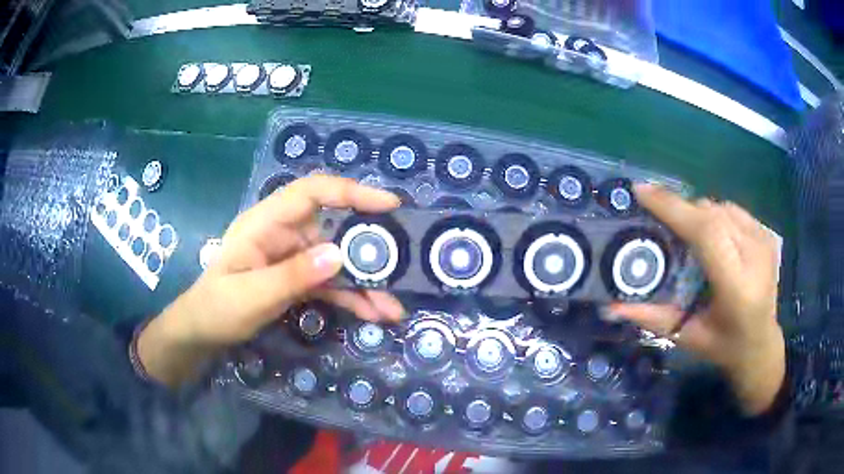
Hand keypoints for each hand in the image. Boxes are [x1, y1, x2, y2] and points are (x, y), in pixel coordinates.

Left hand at [137, 175, 404, 386]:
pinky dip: (351, 296)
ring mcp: (293, 256)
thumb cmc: (218, 307)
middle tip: (400, 269)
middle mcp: (284, 233)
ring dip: (365, 283)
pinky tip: (372, 313)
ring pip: (338, 260)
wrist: (204, 330)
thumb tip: (339, 256)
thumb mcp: (251, 295)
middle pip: (334, 229)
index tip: (388, 206)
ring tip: (390, 309)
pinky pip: (331, 281)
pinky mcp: (298, 277)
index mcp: (266, 223)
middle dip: (367, 251)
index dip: (351, 191)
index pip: (311, 192)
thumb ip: (292, 276)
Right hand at [610, 184, 783, 415]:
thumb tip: (611, 306)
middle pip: (712, 214)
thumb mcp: (687, 337)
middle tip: (659, 219)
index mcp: (737, 287)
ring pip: (721, 207)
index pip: (706, 232)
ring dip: (698, 213)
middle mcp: (755, 256)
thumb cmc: (723, 347)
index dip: (673, 207)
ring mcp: (764, 241)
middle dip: (682, 210)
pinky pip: (732, 210)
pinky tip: (710, 234)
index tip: (641, 191)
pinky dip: (715, 215)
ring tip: (686, 233)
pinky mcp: (767, 234)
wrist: (761, 344)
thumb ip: (652, 318)